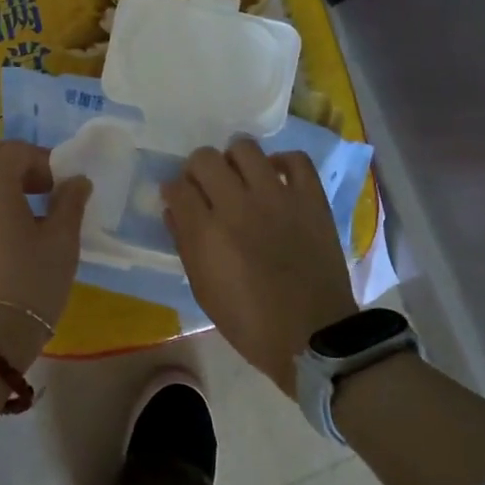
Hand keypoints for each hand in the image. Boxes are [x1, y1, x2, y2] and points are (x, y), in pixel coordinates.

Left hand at [0, 140, 90, 369]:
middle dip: (18, 166)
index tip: (62, 185)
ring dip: (0, 187)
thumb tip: (76, 181)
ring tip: (26, 216)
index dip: (43, 161)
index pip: (16, 150)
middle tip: (44, 190)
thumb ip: (70, 202)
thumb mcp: (62, 242)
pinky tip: (4, 239)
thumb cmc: (30, 283)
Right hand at [164, 138, 357, 395]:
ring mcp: (278, 197)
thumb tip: (174, 210)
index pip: (177, 187)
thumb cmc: (248, 321)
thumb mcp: (203, 290)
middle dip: (197, 170)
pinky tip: (275, 180)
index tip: (179, 199)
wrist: (311, 336)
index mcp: (207, 232)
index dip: (173, 190)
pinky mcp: (311, 199)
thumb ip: (185, 244)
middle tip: (206, 188)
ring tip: (240, 179)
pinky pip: (295, 160)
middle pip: (205, 158)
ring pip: (245, 149)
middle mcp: (238, 205)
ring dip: (234, 160)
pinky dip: (281, 164)